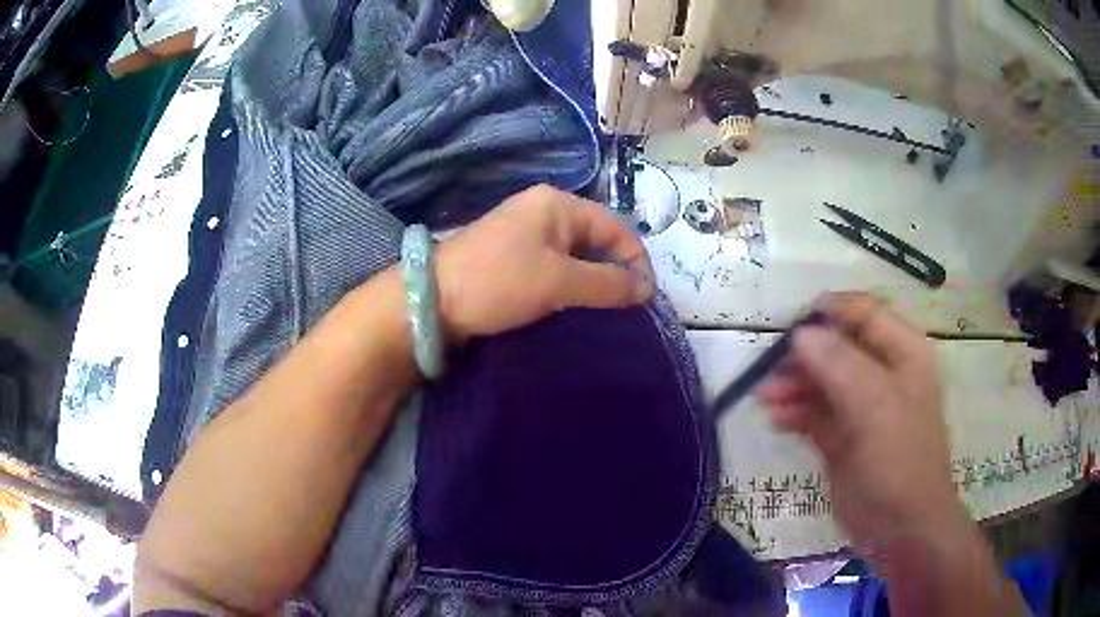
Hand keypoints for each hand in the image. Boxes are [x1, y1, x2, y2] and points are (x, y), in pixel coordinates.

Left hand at [434, 184, 654, 341]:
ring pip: (577, 255)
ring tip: (606, 312)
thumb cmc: (498, 282)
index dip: (637, 262)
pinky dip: (571, 285)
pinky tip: (576, 307)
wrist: (431, 301)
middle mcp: (545, 211)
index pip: (617, 228)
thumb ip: (607, 284)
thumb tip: (646, 290)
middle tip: (627, 310)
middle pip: (598, 239)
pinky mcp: (514, 256)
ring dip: (594, 282)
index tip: (645, 300)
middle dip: (616, 272)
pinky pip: (556, 266)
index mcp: (558, 204)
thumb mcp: (558, 282)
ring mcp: (527, 233)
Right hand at [758, 293, 968, 560]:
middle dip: (804, 356)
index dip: (830, 313)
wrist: (901, 527)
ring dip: (794, 385)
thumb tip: (800, 334)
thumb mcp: (875, 406)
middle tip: (771, 371)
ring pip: (823, 381)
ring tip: (766, 399)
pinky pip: (815, 414)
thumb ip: (839, 364)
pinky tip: (777, 420)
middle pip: (838, 347)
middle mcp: (882, 374)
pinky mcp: (843, 438)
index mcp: (902, 353)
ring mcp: (862, 408)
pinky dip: (795, 413)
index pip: (864, 313)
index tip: (793, 325)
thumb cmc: (899, 459)